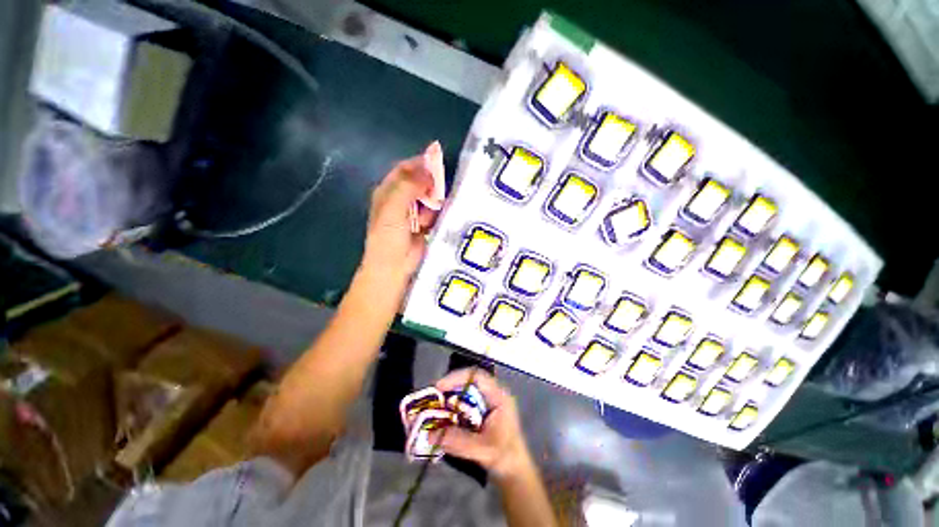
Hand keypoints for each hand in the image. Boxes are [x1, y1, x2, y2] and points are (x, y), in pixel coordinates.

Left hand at [361, 142, 444, 284]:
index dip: (419, 163)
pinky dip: (437, 212)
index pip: (404, 169)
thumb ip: (409, 186)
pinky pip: (433, 212)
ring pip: (428, 197)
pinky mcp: (423, 225)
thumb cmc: (389, 237)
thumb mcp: (394, 208)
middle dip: (430, 182)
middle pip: (418, 182)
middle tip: (441, 187)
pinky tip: (438, 218)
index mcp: (387, 191)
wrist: (394, 266)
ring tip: (436, 208)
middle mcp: (399, 199)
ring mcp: (412, 213)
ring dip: (434, 200)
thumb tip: (428, 170)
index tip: (438, 161)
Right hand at [431, 369, 533, 480]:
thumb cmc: (505, 457)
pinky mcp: (479, 413)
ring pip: (464, 393)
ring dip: (448, 400)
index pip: (476, 376)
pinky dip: (451, 410)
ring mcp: (486, 403)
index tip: (439, 387)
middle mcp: (491, 395)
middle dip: (449, 388)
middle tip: (432, 398)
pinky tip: (441, 420)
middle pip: (468, 382)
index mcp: (497, 396)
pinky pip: (462, 405)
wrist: (515, 472)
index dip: (457, 377)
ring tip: (433, 408)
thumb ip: (458, 441)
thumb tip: (430, 434)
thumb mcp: (483, 450)